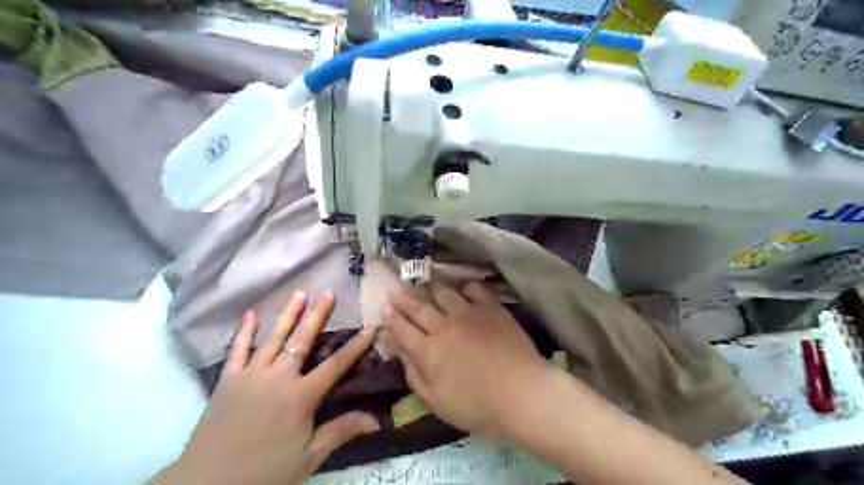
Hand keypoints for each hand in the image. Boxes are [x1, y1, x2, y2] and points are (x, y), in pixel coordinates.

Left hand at [150, 291, 378, 483]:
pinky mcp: (228, 380)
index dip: (354, 347)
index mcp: (301, 396)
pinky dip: (244, 331)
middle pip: (303, 340)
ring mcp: (251, 375)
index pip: (335, 365)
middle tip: (328, 294)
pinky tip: (250, 315)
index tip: (369, 328)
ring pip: (274, 337)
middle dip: (318, 315)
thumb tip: (376, 419)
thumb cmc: (264, 471)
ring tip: (299, 293)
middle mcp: (279, 377)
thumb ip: (341, 432)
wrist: (207, 483)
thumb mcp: (309, 457)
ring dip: (288, 314)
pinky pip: (238, 350)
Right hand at [386, 280, 545, 439]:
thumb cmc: (478, 407)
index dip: (392, 318)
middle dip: (402, 297)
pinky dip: (464, 286)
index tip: (385, 308)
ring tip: (424, 284)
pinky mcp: (490, 308)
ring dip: (430, 288)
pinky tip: (461, 287)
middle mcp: (443, 327)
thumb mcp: (437, 403)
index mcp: (428, 352)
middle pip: (418, 307)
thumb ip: (415, 377)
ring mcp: (468, 313)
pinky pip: (473, 288)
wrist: (522, 394)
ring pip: (442, 293)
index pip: (402, 329)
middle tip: (393, 288)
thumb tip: (401, 354)